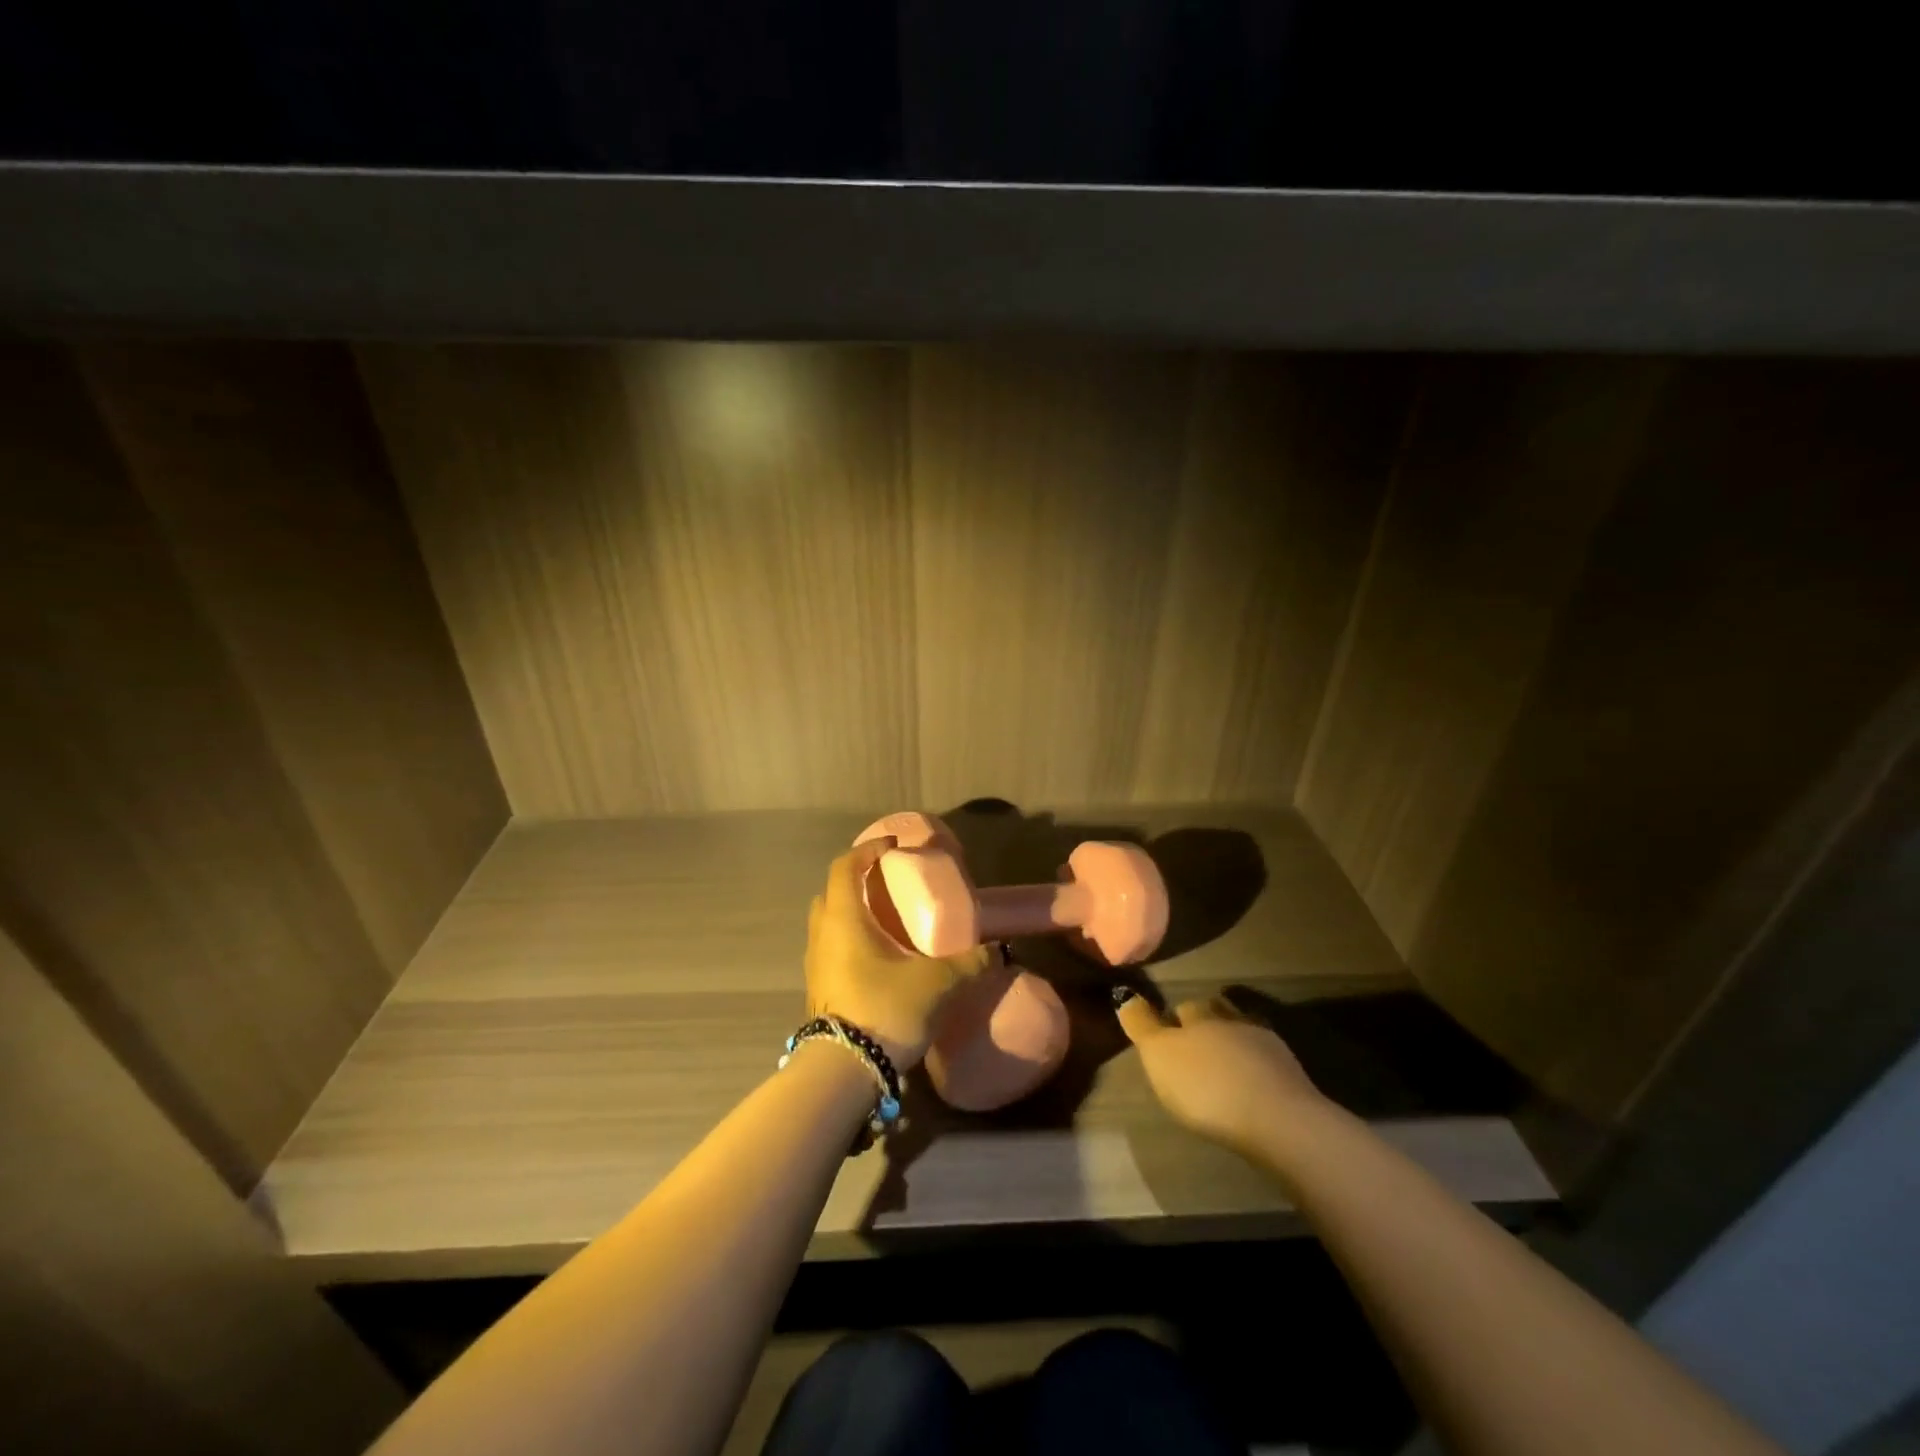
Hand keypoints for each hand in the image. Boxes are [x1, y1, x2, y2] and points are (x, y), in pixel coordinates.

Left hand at [805, 840, 990, 1068]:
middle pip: (833, 892)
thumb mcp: (937, 984)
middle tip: (889, 885)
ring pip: (829, 923)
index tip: (894, 847)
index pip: (846, 867)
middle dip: (858, 881)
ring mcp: (815, 964)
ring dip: (853, 914)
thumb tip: (998, 950)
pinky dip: (851, 942)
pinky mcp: (818, 989)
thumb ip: (970, 963)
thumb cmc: (884, 1010)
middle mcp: (823, 934)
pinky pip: (832, 950)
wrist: (842, 1072)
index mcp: (844, 919)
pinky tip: (879, 960)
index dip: (868, 850)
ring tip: (887, 923)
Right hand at [1115, 991, 1324, 1156]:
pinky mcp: (1293, 1077)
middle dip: (1206, 1026)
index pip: (1183, 1006)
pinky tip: (1252, 1088)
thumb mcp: (1159, 1055)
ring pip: (1244, 1036)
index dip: (1173, 1018)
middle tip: (1194, 1049)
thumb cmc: (1207, 1087)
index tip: (1166, 1034)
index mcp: (1200, 1015)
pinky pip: (1267, 1063)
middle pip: (1216, 1014)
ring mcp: (1268, 1047)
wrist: (1278, 1121)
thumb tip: (1126, 996)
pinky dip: (1257, 1070)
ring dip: (1234, 1046)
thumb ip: (1141, 1025)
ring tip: (1224, 1069)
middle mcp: (1234, 1021)